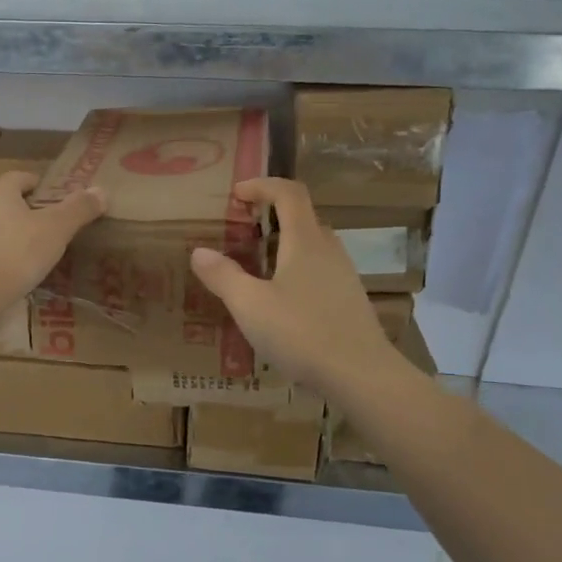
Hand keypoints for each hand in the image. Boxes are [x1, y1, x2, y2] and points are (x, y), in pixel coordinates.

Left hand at [0, 172, 106, 302]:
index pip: (22, 177)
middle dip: (31, 210)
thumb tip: (101, 191)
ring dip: (18, 233)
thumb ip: (79, 209)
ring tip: (40, 250)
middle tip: (55, 225)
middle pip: (10, 201)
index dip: (42, 186)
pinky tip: (20, 270)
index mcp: (1, 190)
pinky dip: (6, 254)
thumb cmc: (19, 250)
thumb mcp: (57, 228)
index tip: (59, 200)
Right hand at [189, 178, 398, 397]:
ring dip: (284, 244)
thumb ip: (223, 276)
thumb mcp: (250, 305)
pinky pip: (319, 271)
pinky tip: (280, 301)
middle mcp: (328, 250)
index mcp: (305, 241)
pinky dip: (296, 270)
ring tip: (256, 265)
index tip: (236, 193)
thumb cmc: (302, 333)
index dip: (262, 185)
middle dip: (271, 215)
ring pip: (312, 246)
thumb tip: (199, 252)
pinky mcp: (349, 301)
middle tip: (242, 229)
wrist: (362, 375)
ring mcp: (344, 276)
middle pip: (303, 217)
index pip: (289, 193)